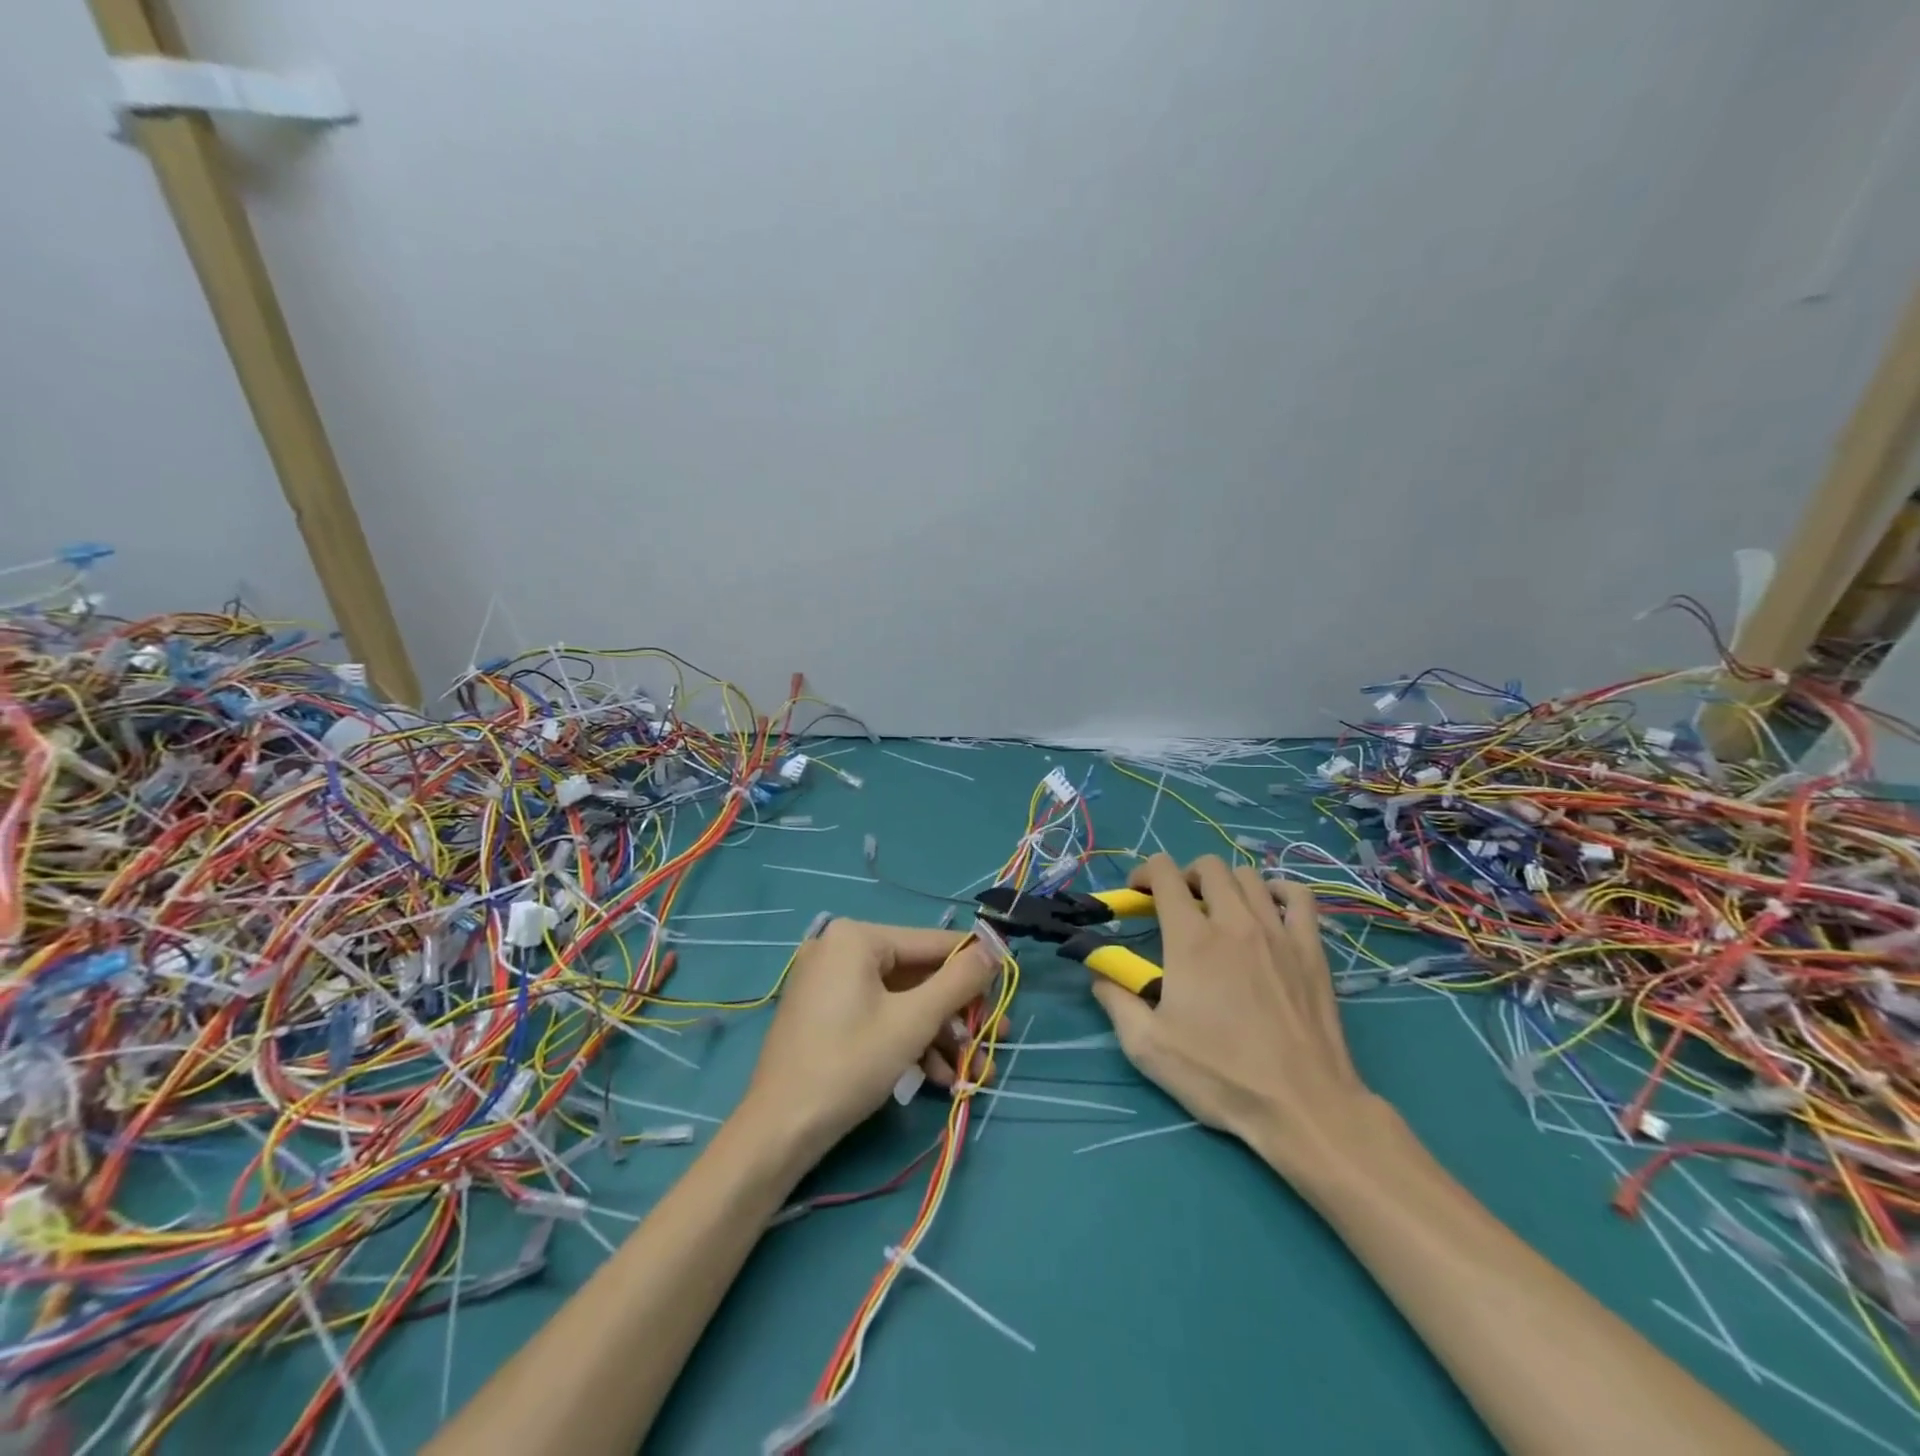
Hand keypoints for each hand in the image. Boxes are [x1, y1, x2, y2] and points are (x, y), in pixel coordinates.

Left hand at [741, 920, 999, 1158]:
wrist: (779, 1131)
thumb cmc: (849, 1064)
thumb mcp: (914, 1021)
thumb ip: (959, 981)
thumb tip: (995, 949)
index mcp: (856, 937)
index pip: (931, 943)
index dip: (974, 965)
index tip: (1009, 984)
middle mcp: (840, 949)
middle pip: (917, 975)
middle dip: (957, 1015)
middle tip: (993, 1040)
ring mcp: (829, 982)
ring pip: (900, 1001)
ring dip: (938, 1035)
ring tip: (970, 1072)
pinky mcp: (824, 1013)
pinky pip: (878, 1015)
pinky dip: (907, 1041)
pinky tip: (935, 1077)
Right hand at [1087, 854, 1381, 1177]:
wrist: (1302, 1106)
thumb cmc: (1221, 1076)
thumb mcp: (1148, 1047)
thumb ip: (1115, 999)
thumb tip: (1099, 971)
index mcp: (1191, 940)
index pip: (1164, 874)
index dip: (1144, 874)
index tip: (1138, 895)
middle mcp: (1234, 922)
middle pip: (1208, 866)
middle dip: (1185, 876)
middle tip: (1178, 907)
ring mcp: (1278, 931)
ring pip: (1248, 875)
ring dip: (1225, 884)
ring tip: (1219, 911)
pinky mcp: (1311, 949)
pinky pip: (1298, 896)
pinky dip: (1278, 891)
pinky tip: (1267, 910)